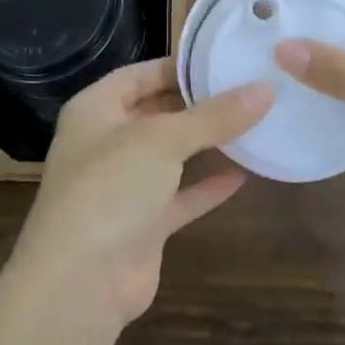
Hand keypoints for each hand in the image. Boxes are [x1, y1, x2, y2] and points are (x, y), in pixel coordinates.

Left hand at [7, 59, 270, 330]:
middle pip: (156, 112)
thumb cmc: (111, 188)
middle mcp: (106, 142)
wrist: (80, 283)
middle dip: (197, 104)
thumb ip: (214, 116)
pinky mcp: (142, 224)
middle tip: (247, 88)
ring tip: (252, 124)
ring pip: (170, 155)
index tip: (222, 60)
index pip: (140, 74)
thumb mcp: (163, 140)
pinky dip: (207, 187)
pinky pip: (180, 196)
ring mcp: (123, 185)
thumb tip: (265, 90)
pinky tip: (244, 175)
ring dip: (205, 144)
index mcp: (95, 109)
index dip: (178, 66)